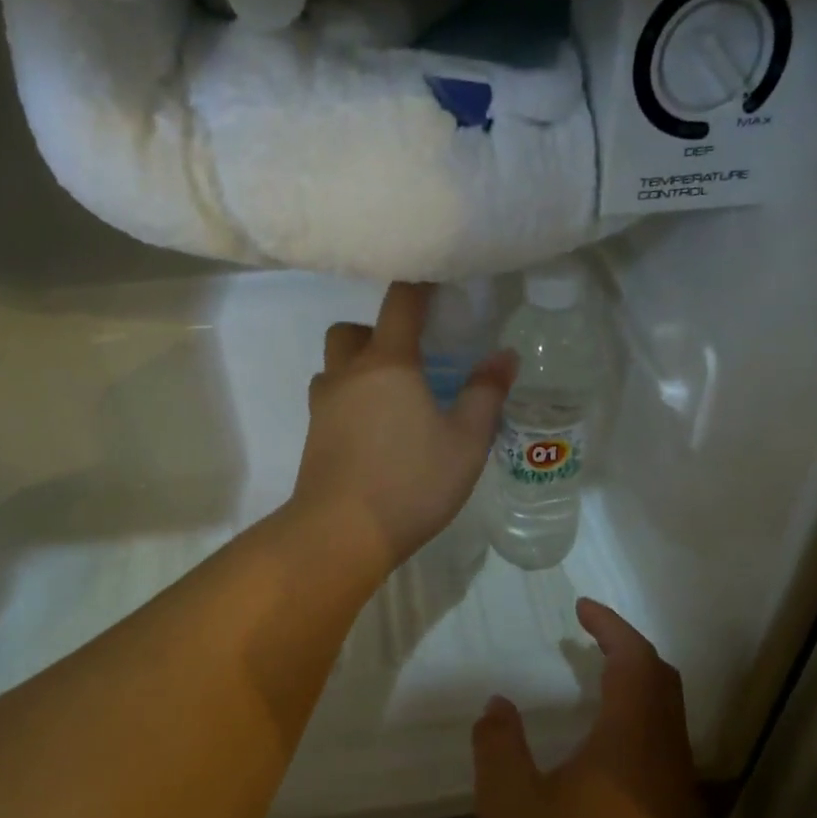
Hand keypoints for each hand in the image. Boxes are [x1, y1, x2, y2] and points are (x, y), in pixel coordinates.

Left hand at [291, 283, 516, 570]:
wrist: (341, 533)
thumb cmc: (411, 483)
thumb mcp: (466, 442)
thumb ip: (486, 395)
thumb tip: (503, 357)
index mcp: (389, 363)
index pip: (401, 302)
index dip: (420, 286)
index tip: (439, 284)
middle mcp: (348, 374)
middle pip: (352, 330)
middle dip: (377, 331)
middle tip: (410, 357)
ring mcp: (324, 405)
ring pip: (334, 365)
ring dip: (357, 367)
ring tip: (390, 396)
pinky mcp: (313, 436)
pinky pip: (329, 400)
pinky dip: (348, 400)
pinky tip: (373, 430)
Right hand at [473, 599, 707, 817]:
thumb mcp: (510, 808)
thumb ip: (498, 746)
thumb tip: (498, 704)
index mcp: (631, 739)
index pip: (634, 659)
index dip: (611, 626)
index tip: (581, 608)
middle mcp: (665, 757)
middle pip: (661, 681)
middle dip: (628, 650)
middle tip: (590, 638)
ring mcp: (677, 795)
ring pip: (667, 717)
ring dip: (637, 687)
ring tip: (593, 684)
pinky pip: (662, 749)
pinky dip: (637, 723)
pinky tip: (603, 752)